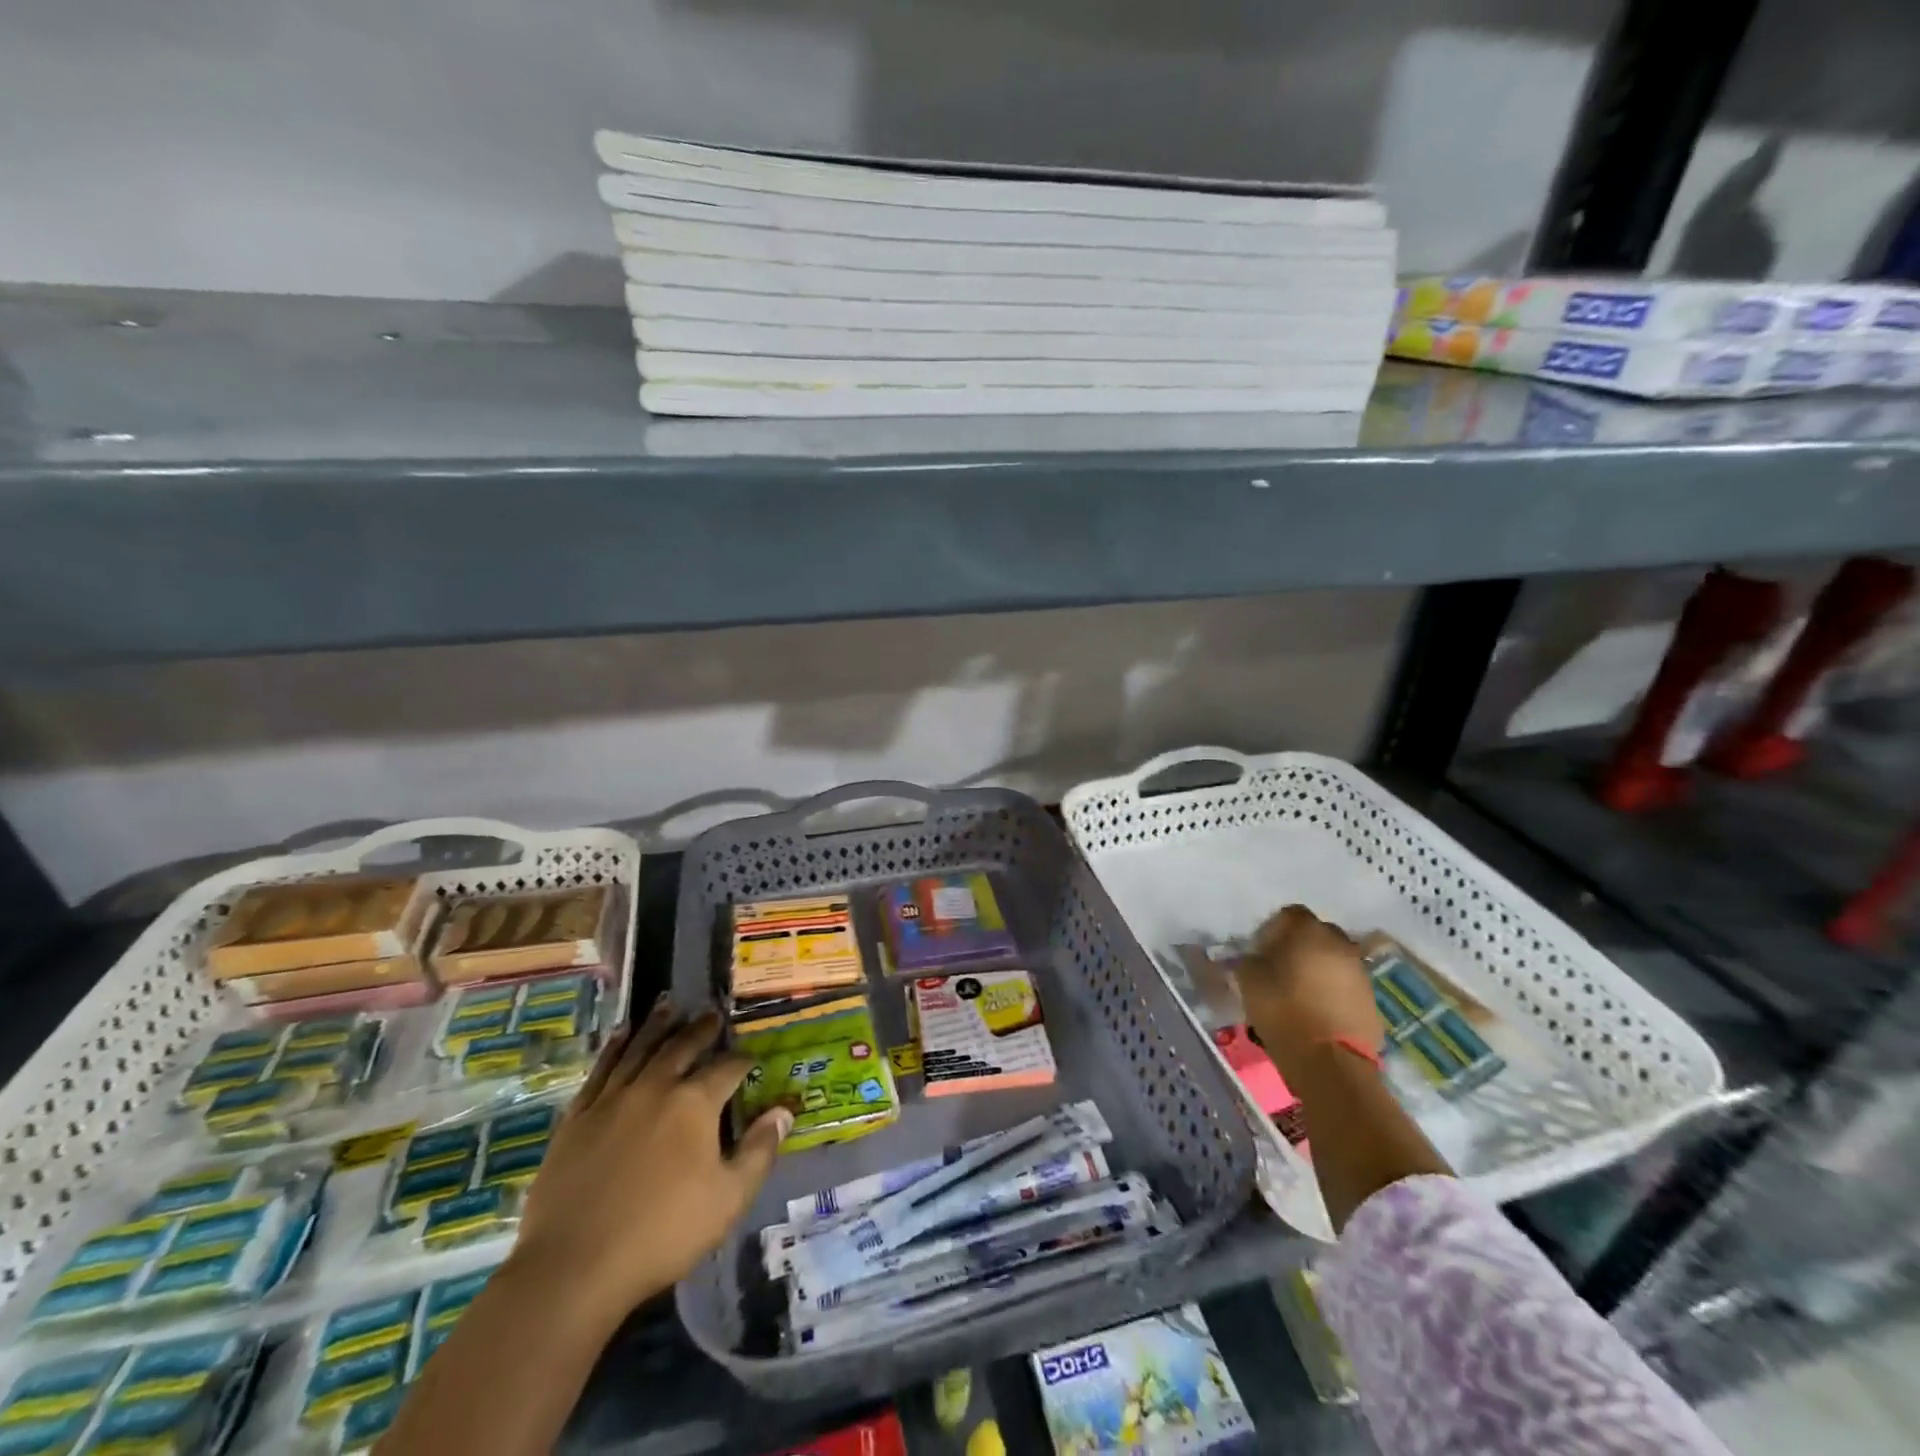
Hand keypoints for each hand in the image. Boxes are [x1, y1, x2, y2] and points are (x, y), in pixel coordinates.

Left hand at [513, 999, 790, 1326]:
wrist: (573, 1267)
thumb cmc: (661, 1234)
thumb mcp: (728, 1199)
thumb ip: (758, 1152)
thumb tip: (782, 1112)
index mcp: (694, 1104)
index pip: (727, 1068)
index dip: (742, 1060)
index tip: (751, 1058)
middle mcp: (655, 1087)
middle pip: (682, 1046)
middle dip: (701, 1029)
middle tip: (711, 1013)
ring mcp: (612, 1099)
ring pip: (640, 1048)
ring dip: (658, 1025)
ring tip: (668, 1005)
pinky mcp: (578, 1117)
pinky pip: (601, 1070)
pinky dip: (615, 1048)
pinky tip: (622, 1036)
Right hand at [1234, 906, 1383, 1075]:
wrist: (1330, 1063)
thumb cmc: (1283, 1011)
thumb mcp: (1248, 979)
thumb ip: (1250, 959)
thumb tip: (1255, 957)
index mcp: (1309, 931)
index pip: (1290, 914)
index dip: (1273, 929)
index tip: (1261, 950)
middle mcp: (1340, 944)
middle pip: (1316, 933)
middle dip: (1299, 945)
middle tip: (1280, 967)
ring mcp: (1360, 972)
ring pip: (1333, 959)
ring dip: (1317, 968)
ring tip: (1299, 991)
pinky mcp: (1371, 999)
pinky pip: (1345, 984)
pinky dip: (1332, 989)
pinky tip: (1316, 1009)